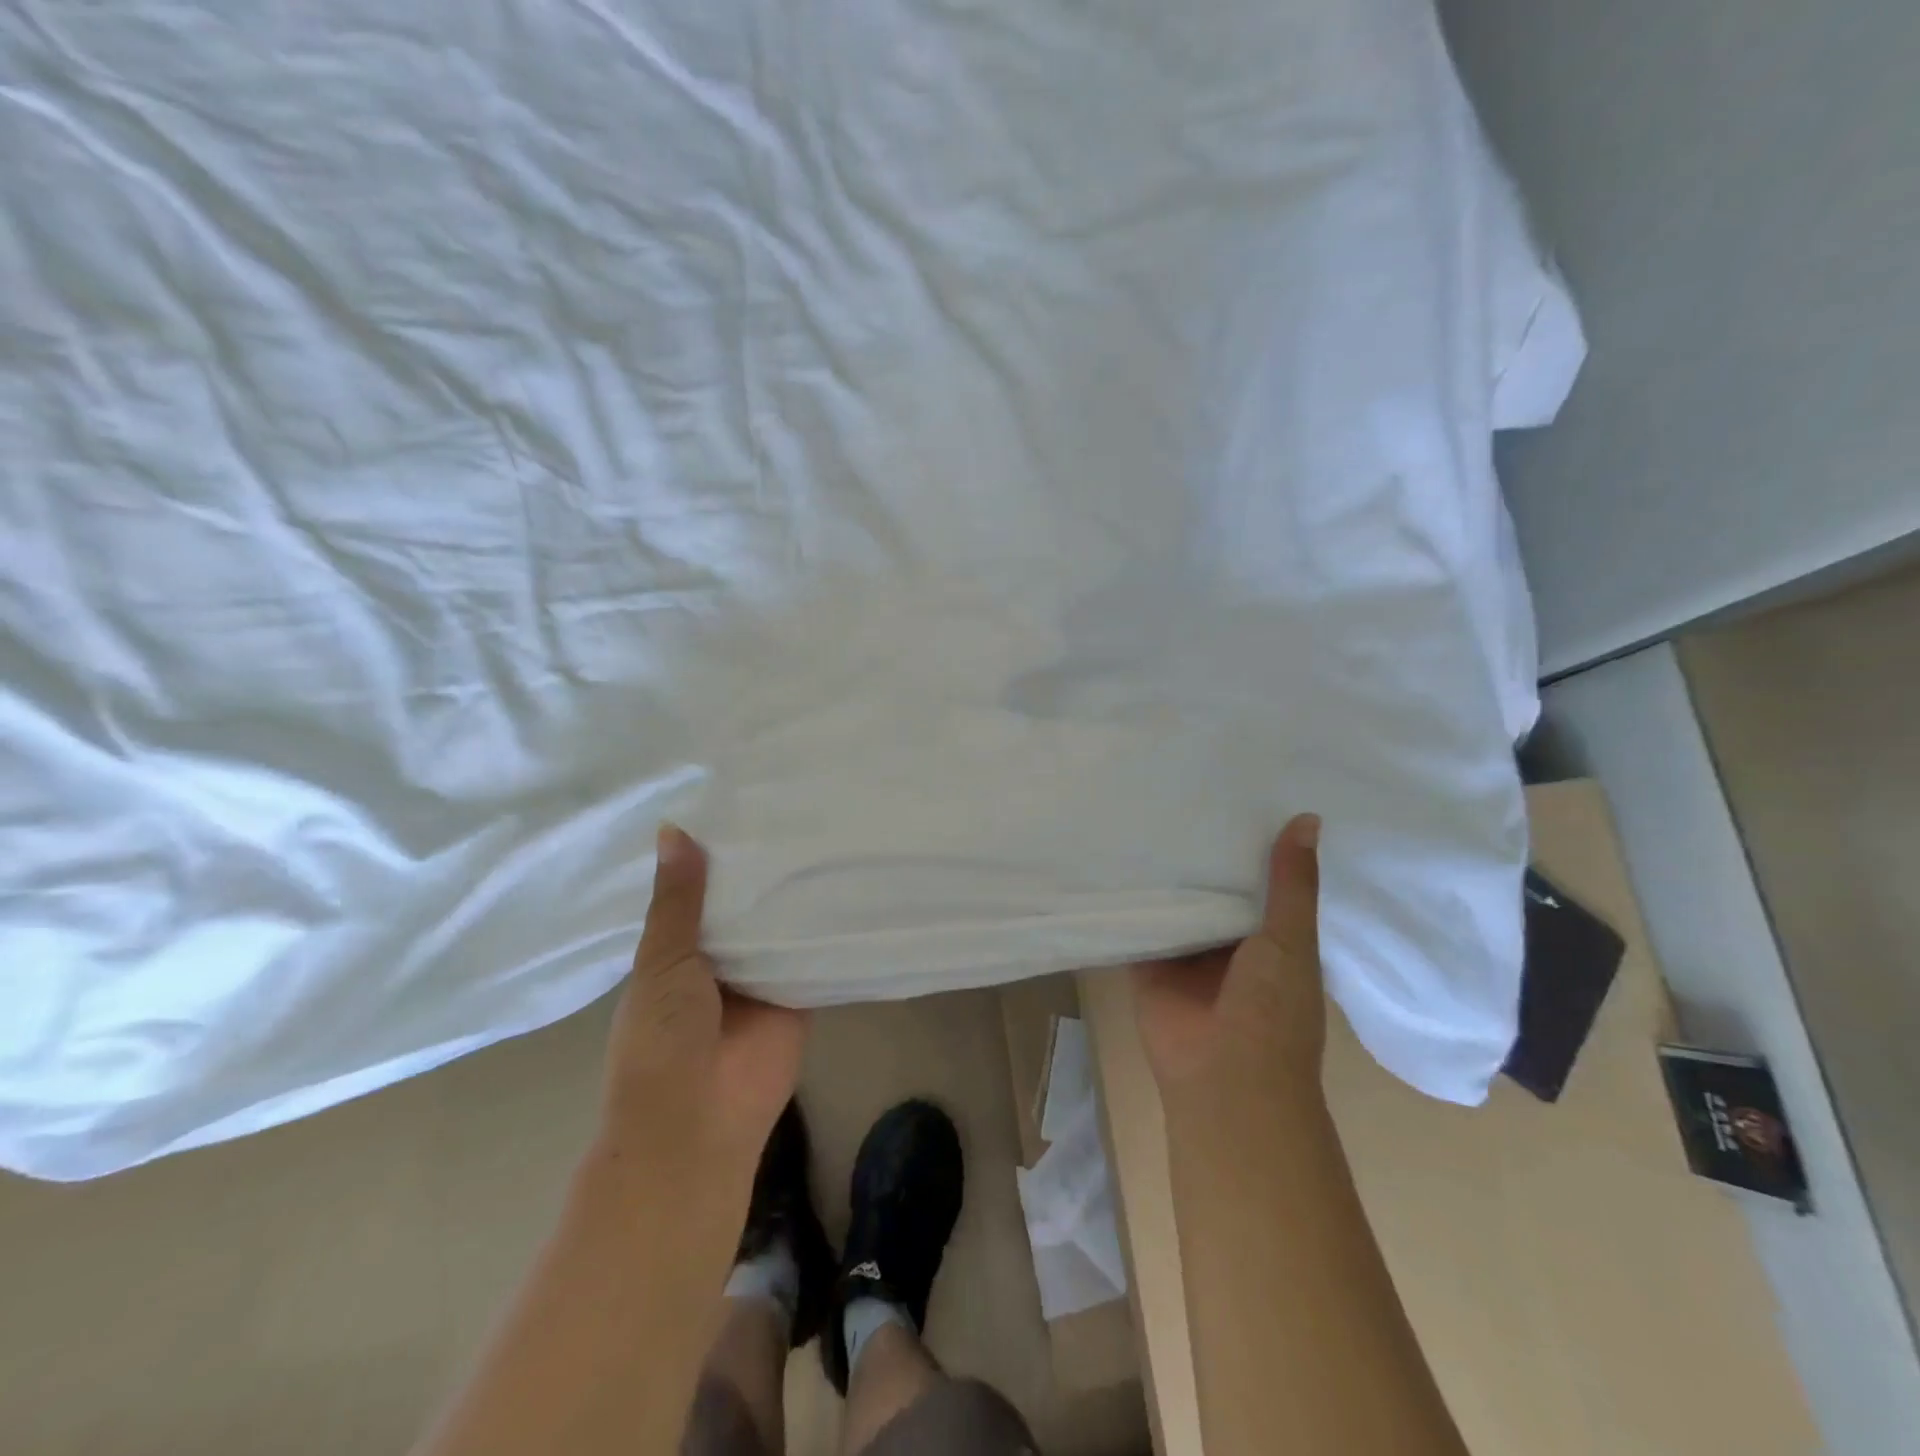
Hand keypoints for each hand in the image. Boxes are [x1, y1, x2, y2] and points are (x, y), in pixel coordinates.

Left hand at [597, 824, 809, 1186]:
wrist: (697, 1122)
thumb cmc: (660, 1040)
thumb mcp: (663, 962)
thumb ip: (678, 901)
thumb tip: (674, 828)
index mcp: (679, 950)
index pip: (703, 890)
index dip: (719, 854)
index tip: (745, 802)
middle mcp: (722, 958)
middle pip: (748, 906)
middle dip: (765, 870)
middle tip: (798, 806)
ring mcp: (763, 977)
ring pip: (782, 927)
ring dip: (797, 895)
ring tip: (830, 830)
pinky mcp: (800, 995)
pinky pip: (814, 956)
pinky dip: (827, 930)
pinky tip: (850, 882)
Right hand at [1132, 814, 1324, 1110]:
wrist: (1225, 1079)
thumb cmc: (1274, 1011)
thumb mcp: (1291, 940)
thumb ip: (1291, 884)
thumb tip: (1308, 817)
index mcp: (1271, 938)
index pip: (1259, 880)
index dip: (1249, 844)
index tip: (1232, 794)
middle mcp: (1228, 943)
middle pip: (1212, 890)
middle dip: (1201, 854)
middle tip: (1178, 791)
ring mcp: (1187, 955)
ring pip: (1174, 905)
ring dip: (1163, 874)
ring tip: (1140, 813)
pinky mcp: (1148, 964)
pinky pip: (1138, 926)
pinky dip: (1129, 902)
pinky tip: (1112, 859)